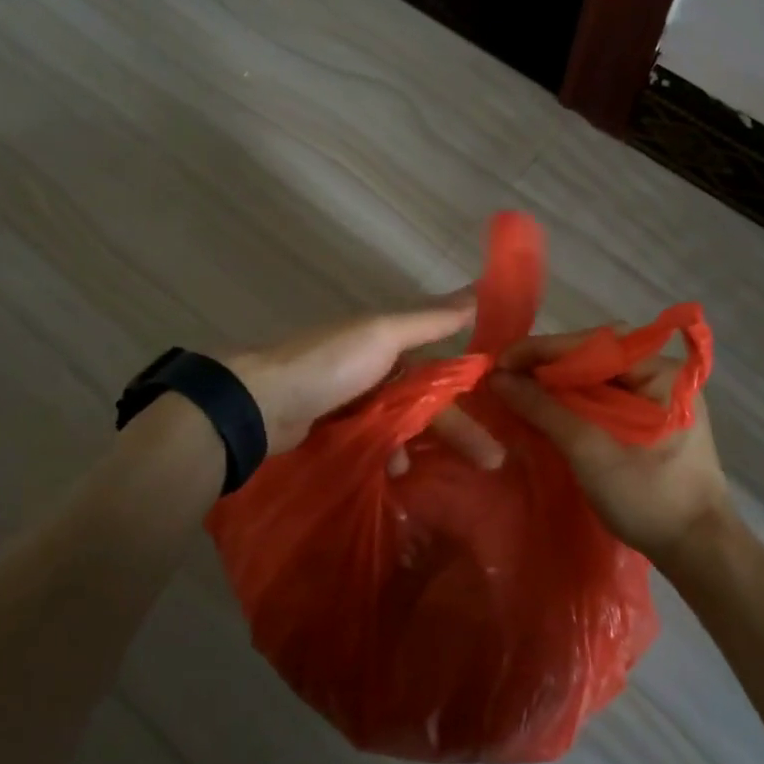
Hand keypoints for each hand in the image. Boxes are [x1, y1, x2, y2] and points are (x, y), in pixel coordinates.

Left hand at [223, 293, 503, 470]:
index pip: (440, 362)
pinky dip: (387, 455)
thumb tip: (478, 288)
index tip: (502, 408)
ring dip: (420, 445)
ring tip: (438, 473)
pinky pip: (375, 440)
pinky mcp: (333, 428)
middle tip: (493, 461)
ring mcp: (351, 398)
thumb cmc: (330, 364)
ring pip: (401, 423)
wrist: (260, 404)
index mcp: (386, 339)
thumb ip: (430, 319)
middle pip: (426, 399)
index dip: (470, 384)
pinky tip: (396, 474)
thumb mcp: (384, 334)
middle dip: (457, 428)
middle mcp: (372, 365)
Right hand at [488, 328, 729, 565]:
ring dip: (558, 383)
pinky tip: (545, 408)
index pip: (596, 344)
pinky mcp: (651, 423)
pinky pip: (605, 398)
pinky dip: (573, 401)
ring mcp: (659, 400)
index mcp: (662, 373)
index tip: (502, 360)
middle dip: (549, 364)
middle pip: (597, 356)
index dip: (544, 350)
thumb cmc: (649, 498)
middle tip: (507, 374)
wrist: (698, 554)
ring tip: (518, 387)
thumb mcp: (590, 452)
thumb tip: (498, 378)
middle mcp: (663, 377)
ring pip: (598, 378)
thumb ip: (545, 410)